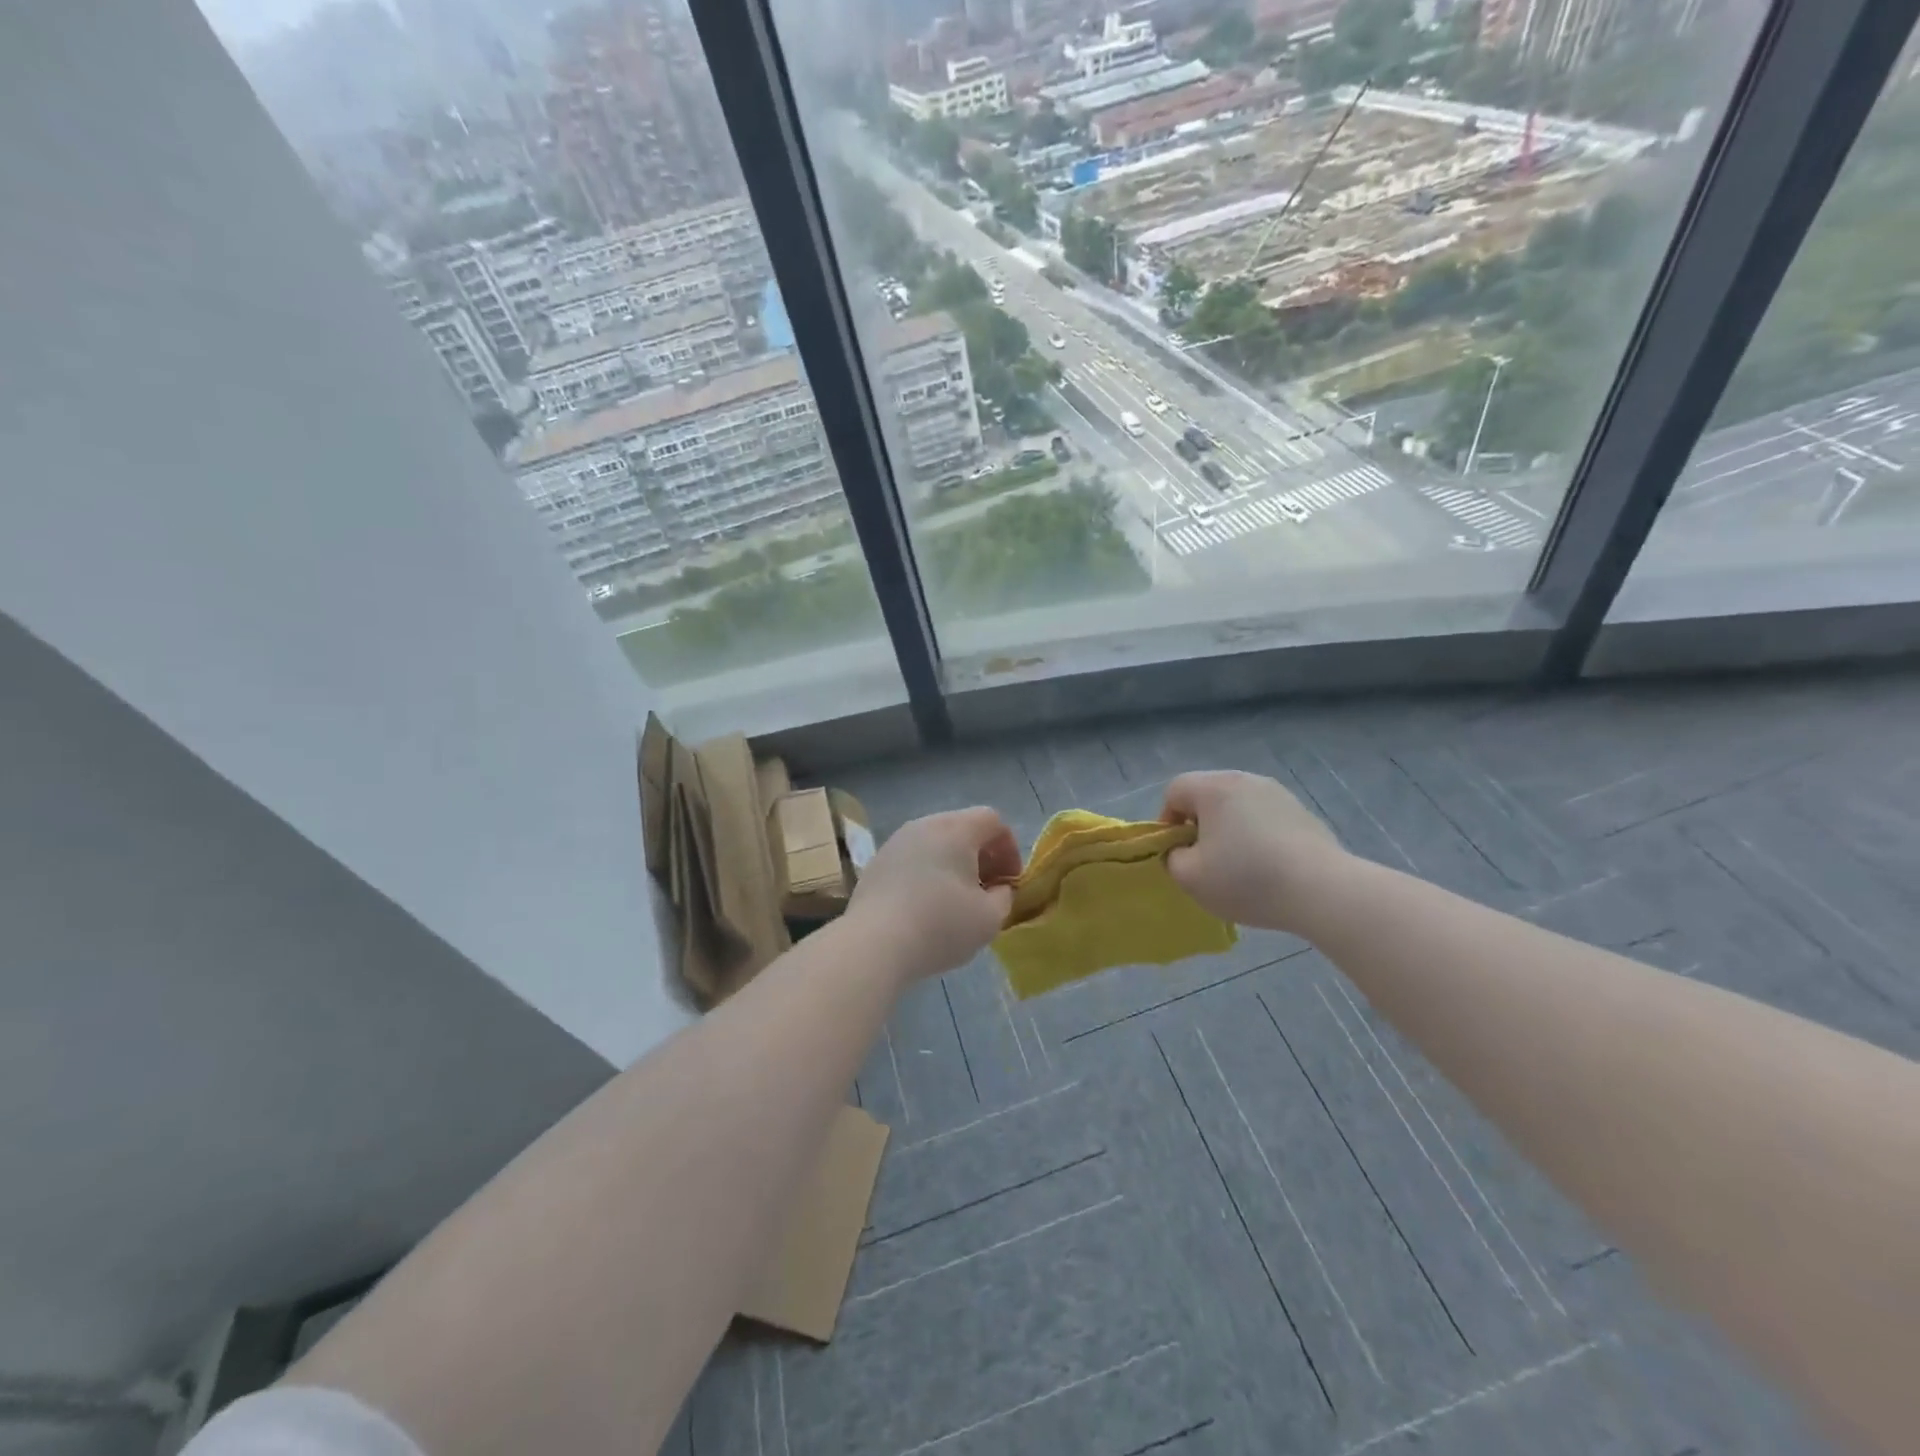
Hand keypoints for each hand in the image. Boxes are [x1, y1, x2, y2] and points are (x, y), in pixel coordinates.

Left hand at [849, 807, 1021, 981]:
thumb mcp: (989, 918)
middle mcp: (924, 825)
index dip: (1009, 849)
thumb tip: (998, 889)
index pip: (993, 820)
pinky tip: (925, 907)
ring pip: (935, 843)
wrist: (874, 944)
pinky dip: (927, 874)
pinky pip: (913, 859)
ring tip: (957, 901)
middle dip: (982, 856)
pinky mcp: (876, 864)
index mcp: (955, 829)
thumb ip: (1005, 897)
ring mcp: (895, 842)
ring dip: (953, 865)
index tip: (1010, 882)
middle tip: (987, 891)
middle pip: (962, 828)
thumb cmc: (940, 926)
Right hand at [1161, 771, 1344, 933]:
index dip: (1166, 821)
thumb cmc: (1246, 879)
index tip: (1177, 852)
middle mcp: (1245, 780)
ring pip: (1238, 806)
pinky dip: (1258, 836)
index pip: (1174, 791)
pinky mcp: (1302, 812)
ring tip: (1239, 865)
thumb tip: (1182, 850)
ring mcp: (1278, 793)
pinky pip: (1265, 818)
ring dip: (1230, 829)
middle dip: (1199, 824)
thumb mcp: (1190, 878)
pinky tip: (1268, 867)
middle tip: (1205, 859)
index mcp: (1213, 788)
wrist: (1322, 890)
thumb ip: (1172, 858)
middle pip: (1207, 795)